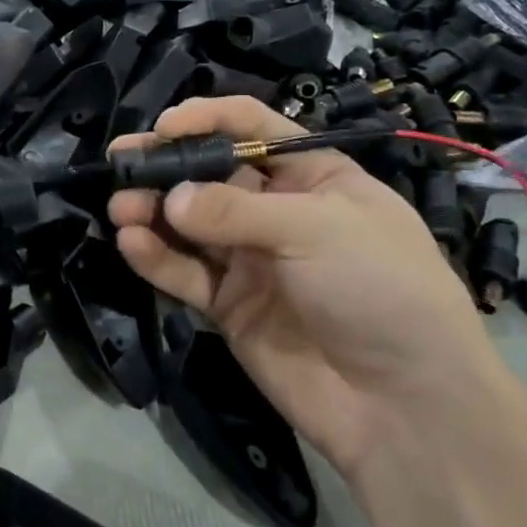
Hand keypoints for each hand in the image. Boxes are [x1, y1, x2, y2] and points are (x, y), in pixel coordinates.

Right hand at [108, 98, 512, 477]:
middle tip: (121, 160)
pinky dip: (157, 257)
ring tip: (121, 207)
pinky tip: (132, 243)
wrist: (405, 406)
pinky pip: (186, 273)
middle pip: (210, 175)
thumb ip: (235, 210)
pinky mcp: (229, 305)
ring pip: (189, 224)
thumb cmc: (380, 288)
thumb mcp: (317, 229)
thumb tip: (169, 199)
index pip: (253, 128)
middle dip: (167, 165)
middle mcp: (276, 211)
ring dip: (153, 211)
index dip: (209, 120)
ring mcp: (251, 260)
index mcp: (313, 176)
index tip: (166, 126)